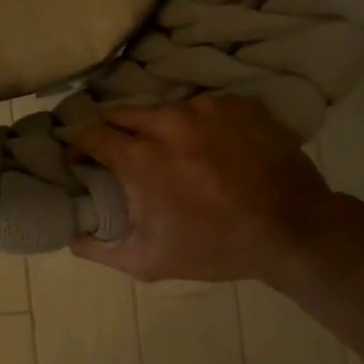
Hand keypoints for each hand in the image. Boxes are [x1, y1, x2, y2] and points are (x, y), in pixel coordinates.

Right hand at [70, 94, 345, 284]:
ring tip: (172, 151)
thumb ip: (99, 248)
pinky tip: (209, 146)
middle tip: (122, 154)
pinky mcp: (236, 103)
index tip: (81, 161)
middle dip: (115, 132)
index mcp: (139, 157)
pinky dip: (197, 123)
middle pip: (122, 114)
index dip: (80, 148)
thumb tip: (69, 233)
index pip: (91, 135)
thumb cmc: (216, 247)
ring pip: (163, 109)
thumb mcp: (149, 261)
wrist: (294, 231)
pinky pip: (202, 107)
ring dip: (157, 127)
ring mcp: (205, 108)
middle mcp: (166, 122)